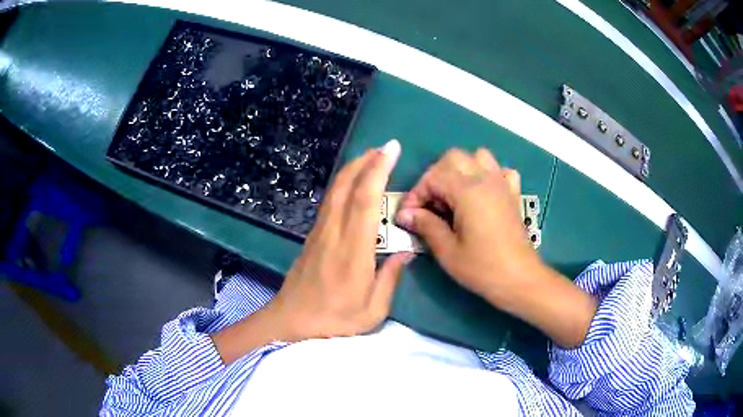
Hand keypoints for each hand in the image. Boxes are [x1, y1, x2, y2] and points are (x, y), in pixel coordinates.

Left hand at [266, 139, 413, 340]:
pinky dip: (342, 183)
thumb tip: (407, 252)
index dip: (378, 171)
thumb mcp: (372, 311)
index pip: (365, 201)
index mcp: (353, 252)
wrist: (290, 322)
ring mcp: (319, 232)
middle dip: (366, 161)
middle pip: (346, 186)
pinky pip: (329, 201)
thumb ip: (391, 279)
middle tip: (385, 147)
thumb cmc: (333, 321)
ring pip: (335, 190)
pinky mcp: (312, 236)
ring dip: (353, 169)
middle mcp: (334, 234)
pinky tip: (353, 182)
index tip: (391, 150)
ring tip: (372, 157)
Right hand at [395, 148, 596, 347]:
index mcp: (468, 191)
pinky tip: (482, 194)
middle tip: (430, 204)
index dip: (416, 194)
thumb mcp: (448, 251)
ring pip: (477, 157)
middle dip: (435, 176)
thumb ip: (426, 225)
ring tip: (454, 196)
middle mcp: (486, 179)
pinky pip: (500, 171)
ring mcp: (502, 184)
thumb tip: (406, 214)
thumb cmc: (482, 268)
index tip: (408, 216)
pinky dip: (488, 175)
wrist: (520, 279)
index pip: (433, 176)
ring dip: (461, 170)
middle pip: (453, 157)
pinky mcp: (513, 193)